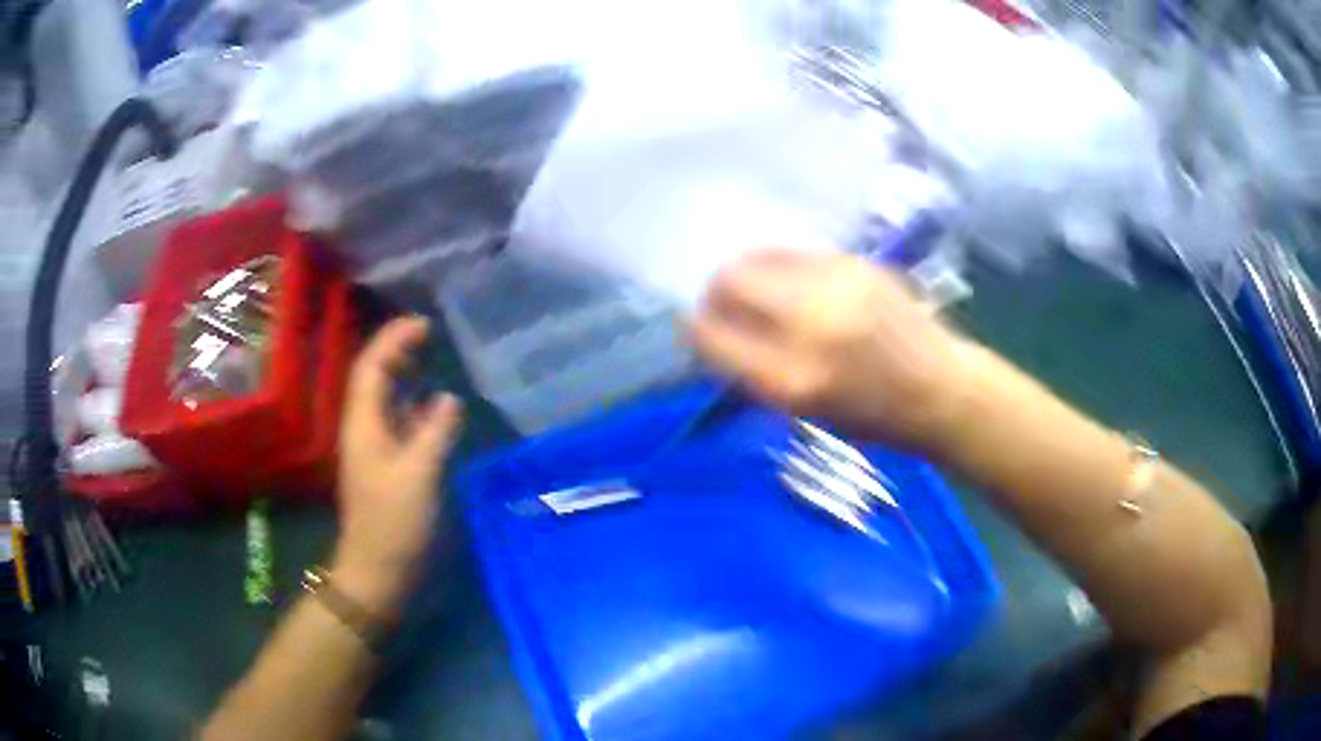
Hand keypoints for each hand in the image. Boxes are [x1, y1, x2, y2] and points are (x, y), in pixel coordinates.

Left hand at [331, 317, 463, 616]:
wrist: (378, 572)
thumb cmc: (394, 524)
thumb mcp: (419, 475)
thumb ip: (435, 432)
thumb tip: (448, 398)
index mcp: (363, 425)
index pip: (371, 367)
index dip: (393, 340)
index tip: (423, 323)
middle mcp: (364, 430)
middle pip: (374, 379)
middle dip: (397, 351)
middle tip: (429, 335)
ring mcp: (374, 450)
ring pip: (386, 401)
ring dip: (404, 377)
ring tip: (430, 360)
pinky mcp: (387, 469)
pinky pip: (398, 425)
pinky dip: (414, 408)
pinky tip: (434, 409)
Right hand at [691, 248, 970, 450]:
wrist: (941, 389)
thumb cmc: (873, 418)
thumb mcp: (803, 414)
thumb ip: (753, 373)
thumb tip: (712, 336)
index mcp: (792, 380)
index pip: (713, 338)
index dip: (694, 331)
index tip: (694, 330)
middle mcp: (810, 324)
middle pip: (729, 282)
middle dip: (713, 294)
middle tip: (719, 306)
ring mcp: (835, 285)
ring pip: (757, 257)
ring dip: (743, 274)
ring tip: (752, 291)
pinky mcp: (855, 263)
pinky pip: (793, 252)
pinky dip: (777, 266)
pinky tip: (787, 282)